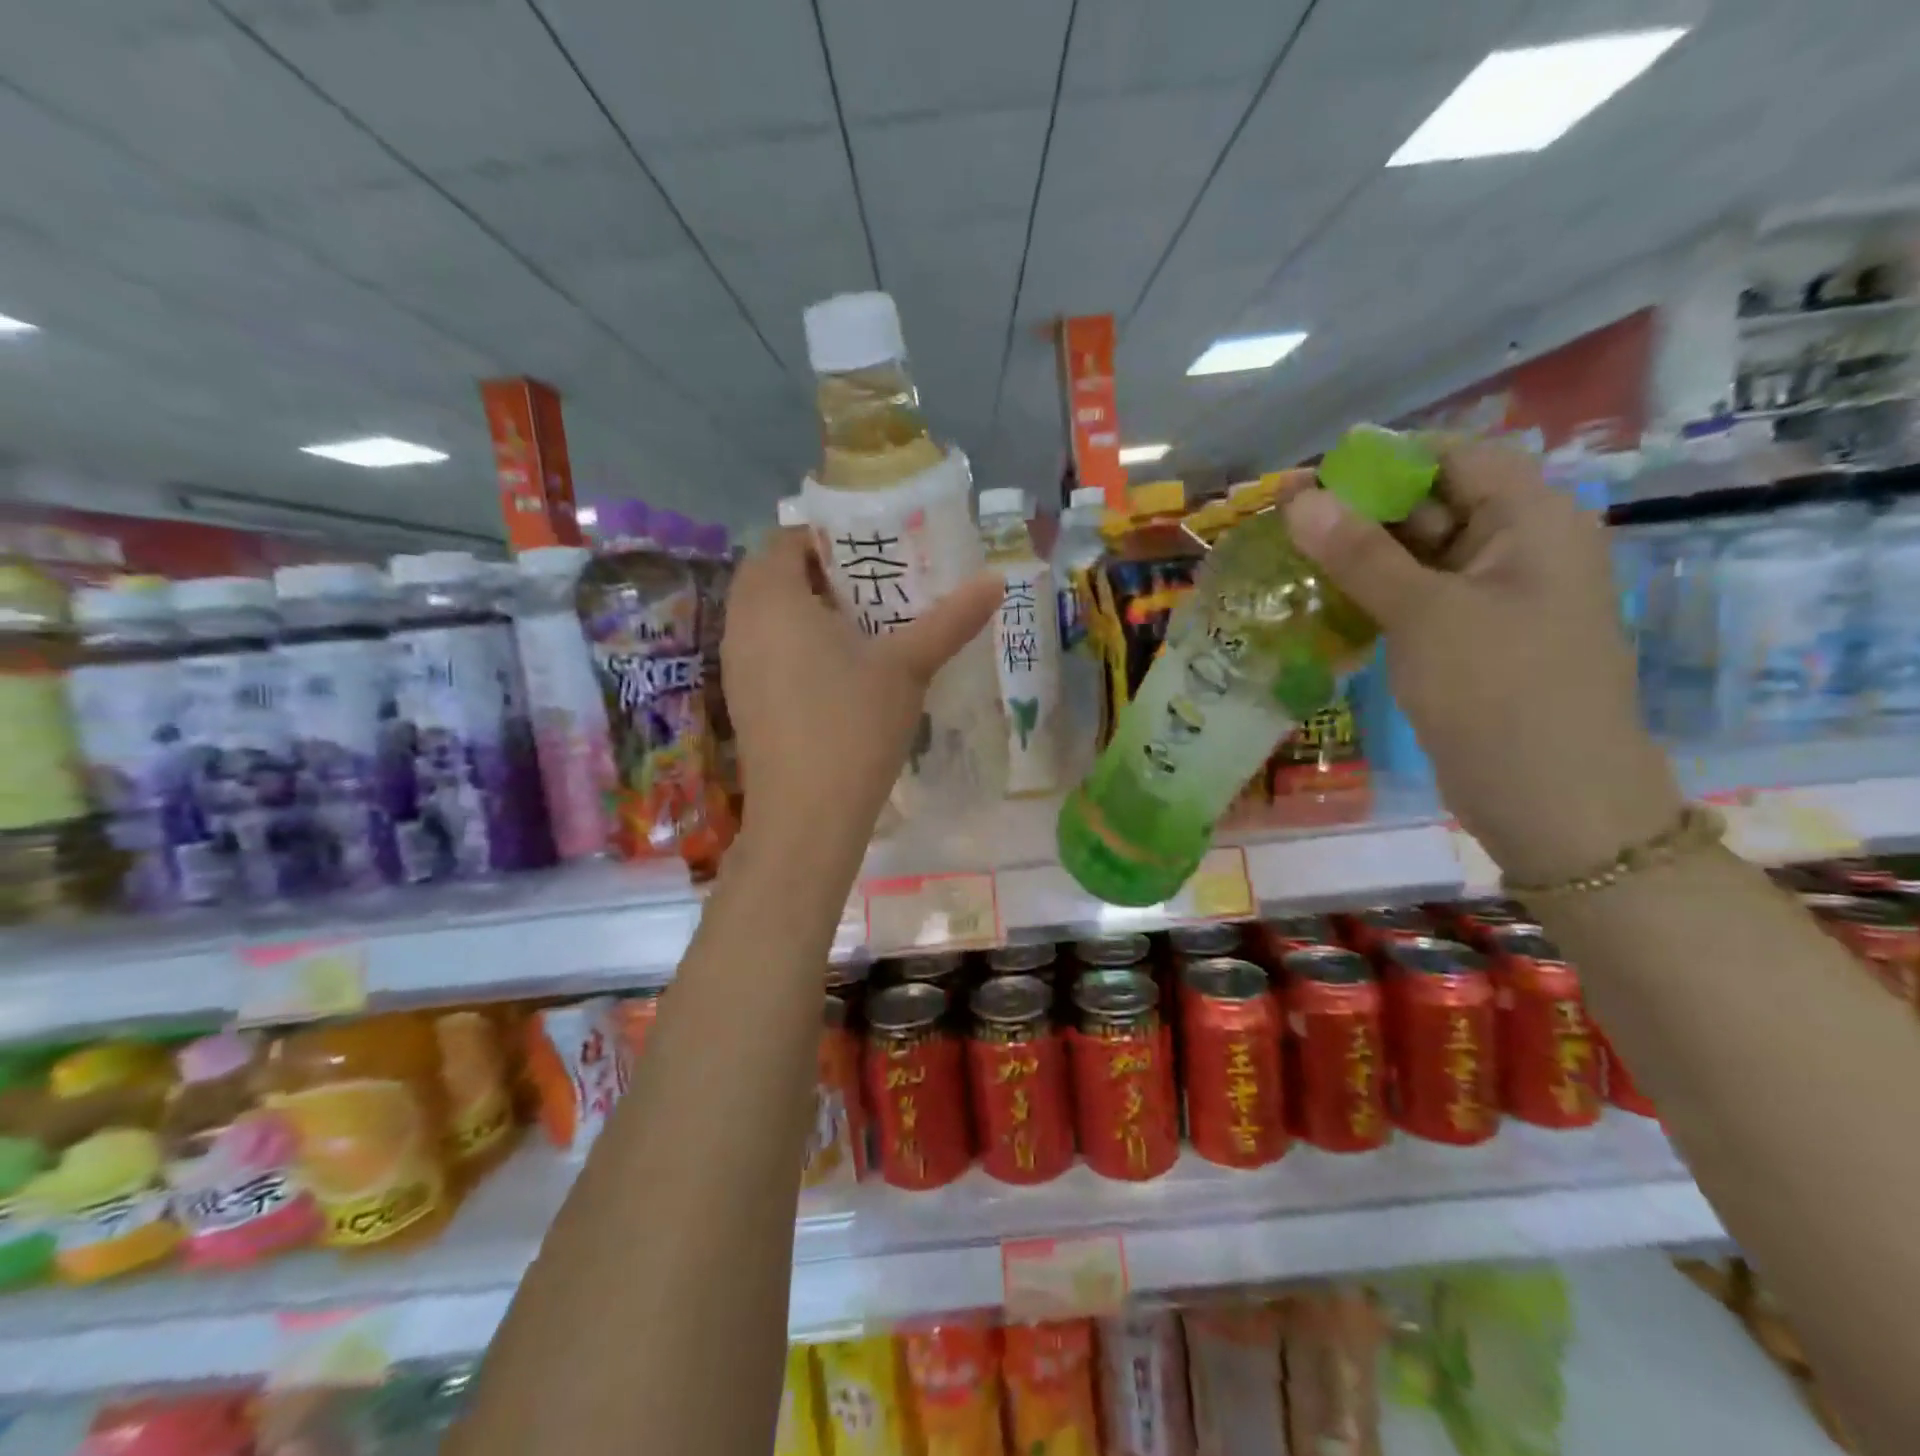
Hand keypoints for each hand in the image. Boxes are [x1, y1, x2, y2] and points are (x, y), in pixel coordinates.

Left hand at [721, 528, 1000, 856]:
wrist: (806, 817)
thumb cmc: (853, 727)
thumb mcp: (908, 667)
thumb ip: (951, 620)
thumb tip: (996, 580)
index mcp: (772, 598)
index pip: (785, 538)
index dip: (826, 537)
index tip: (872, 551)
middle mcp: (741, 622)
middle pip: (772, 575)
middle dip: (819, 572)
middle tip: (873, 585)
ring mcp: (736, 665)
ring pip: (767, 615)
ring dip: (806, 609)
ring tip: (861, 625)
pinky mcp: (742, 700)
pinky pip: (764, 649)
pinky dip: (793, 643)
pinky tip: (837, 671)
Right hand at [1280, 438, 1682, 884]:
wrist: (1552, 802)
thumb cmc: (1500, 693)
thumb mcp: (1426, 614)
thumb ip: (1360, 553)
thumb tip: (1299, 499)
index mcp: (1531, 521)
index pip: (1454, 458)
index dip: (1383, 461)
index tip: (1312, 479)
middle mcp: (1516, 548)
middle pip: (1432, 505)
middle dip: (1359, 510)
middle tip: (1282, 522)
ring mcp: (1492, 598)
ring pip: (1416, 556)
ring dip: (1357, 556)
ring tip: (1287, 559)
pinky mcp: (1468, 641)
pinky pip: (1414, 599)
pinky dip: (1369, 596)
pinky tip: (1319, 602)